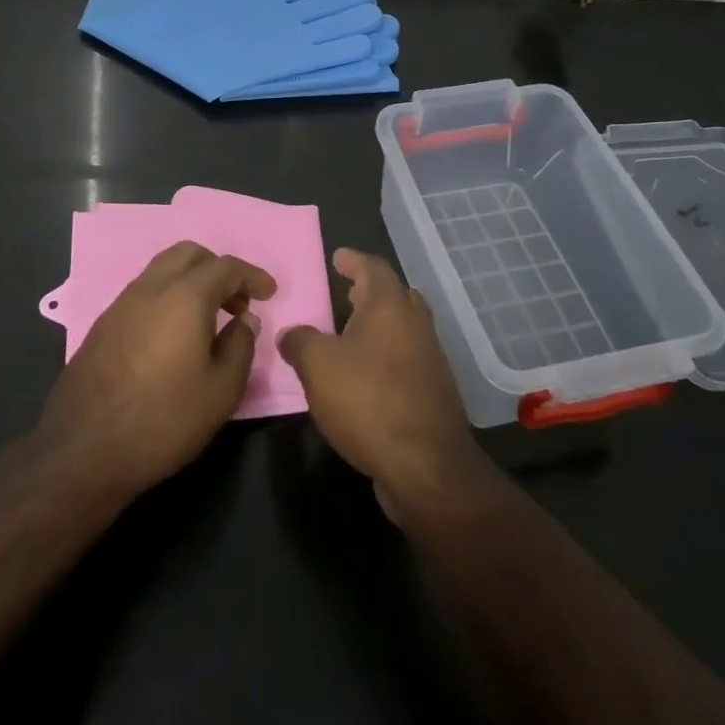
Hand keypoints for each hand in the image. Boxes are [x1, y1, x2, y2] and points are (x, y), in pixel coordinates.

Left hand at [35, 241, 273, 501]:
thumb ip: (240, 346)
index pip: (225, 267)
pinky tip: (175, 333)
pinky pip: (144, 291)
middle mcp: (150, 288)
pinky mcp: (104, 323)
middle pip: (189, 254)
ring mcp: (121, 303)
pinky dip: (168, 296)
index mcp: (184, 296)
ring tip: (209, 317)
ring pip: (162, 269)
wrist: (84, 449)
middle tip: (237, 301)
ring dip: (191, 280)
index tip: (269, 292)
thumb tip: (244, 319)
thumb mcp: (221, 391)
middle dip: (218, 268)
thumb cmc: (164, 420)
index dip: (252, 276)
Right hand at [277, 248, 492, 523]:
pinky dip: (386, 357)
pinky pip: (407, 361)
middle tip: (348, 292)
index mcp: (390, 307)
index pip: (374, 268)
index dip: (354, 260)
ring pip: (404, 330)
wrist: (426, 467)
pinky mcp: (433, 394)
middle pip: (396, 296)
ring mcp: (430, 361)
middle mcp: (416, 326)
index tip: (339, 257)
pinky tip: (365, 377)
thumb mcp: (317, 366)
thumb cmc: (368, 401)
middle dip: (371, 292)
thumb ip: (299, 341)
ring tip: (351, 335)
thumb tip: (291, 334)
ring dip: (380, 326)